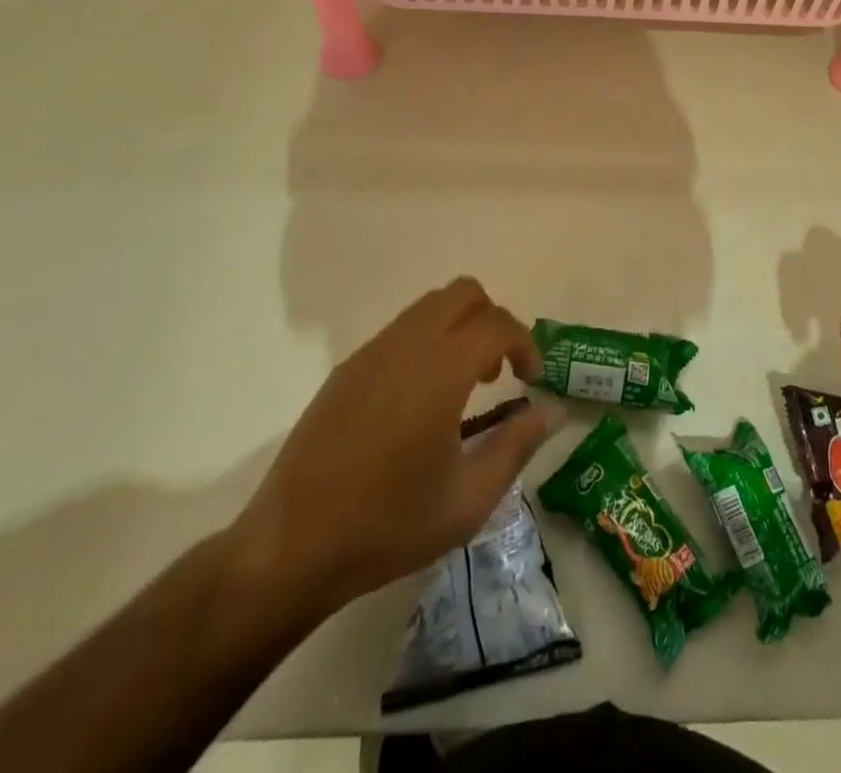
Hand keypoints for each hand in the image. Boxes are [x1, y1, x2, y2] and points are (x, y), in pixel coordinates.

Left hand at [226, 278, 552, 621]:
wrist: (290, 546)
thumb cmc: (387, 526)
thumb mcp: (467, 502)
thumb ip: (516, 447)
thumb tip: (549, 411)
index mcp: (439, 372)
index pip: (496, 323)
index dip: (525, 343)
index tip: (531, 379)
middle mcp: (406, 346)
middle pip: (463, 293)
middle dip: (493, 320)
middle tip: (499, 371)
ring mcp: (371, 353)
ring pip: (429, 306)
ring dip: (460, 327)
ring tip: (464, 386)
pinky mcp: (348, 368)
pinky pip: (401, 330)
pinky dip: (428, 341)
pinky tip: (421, 401)